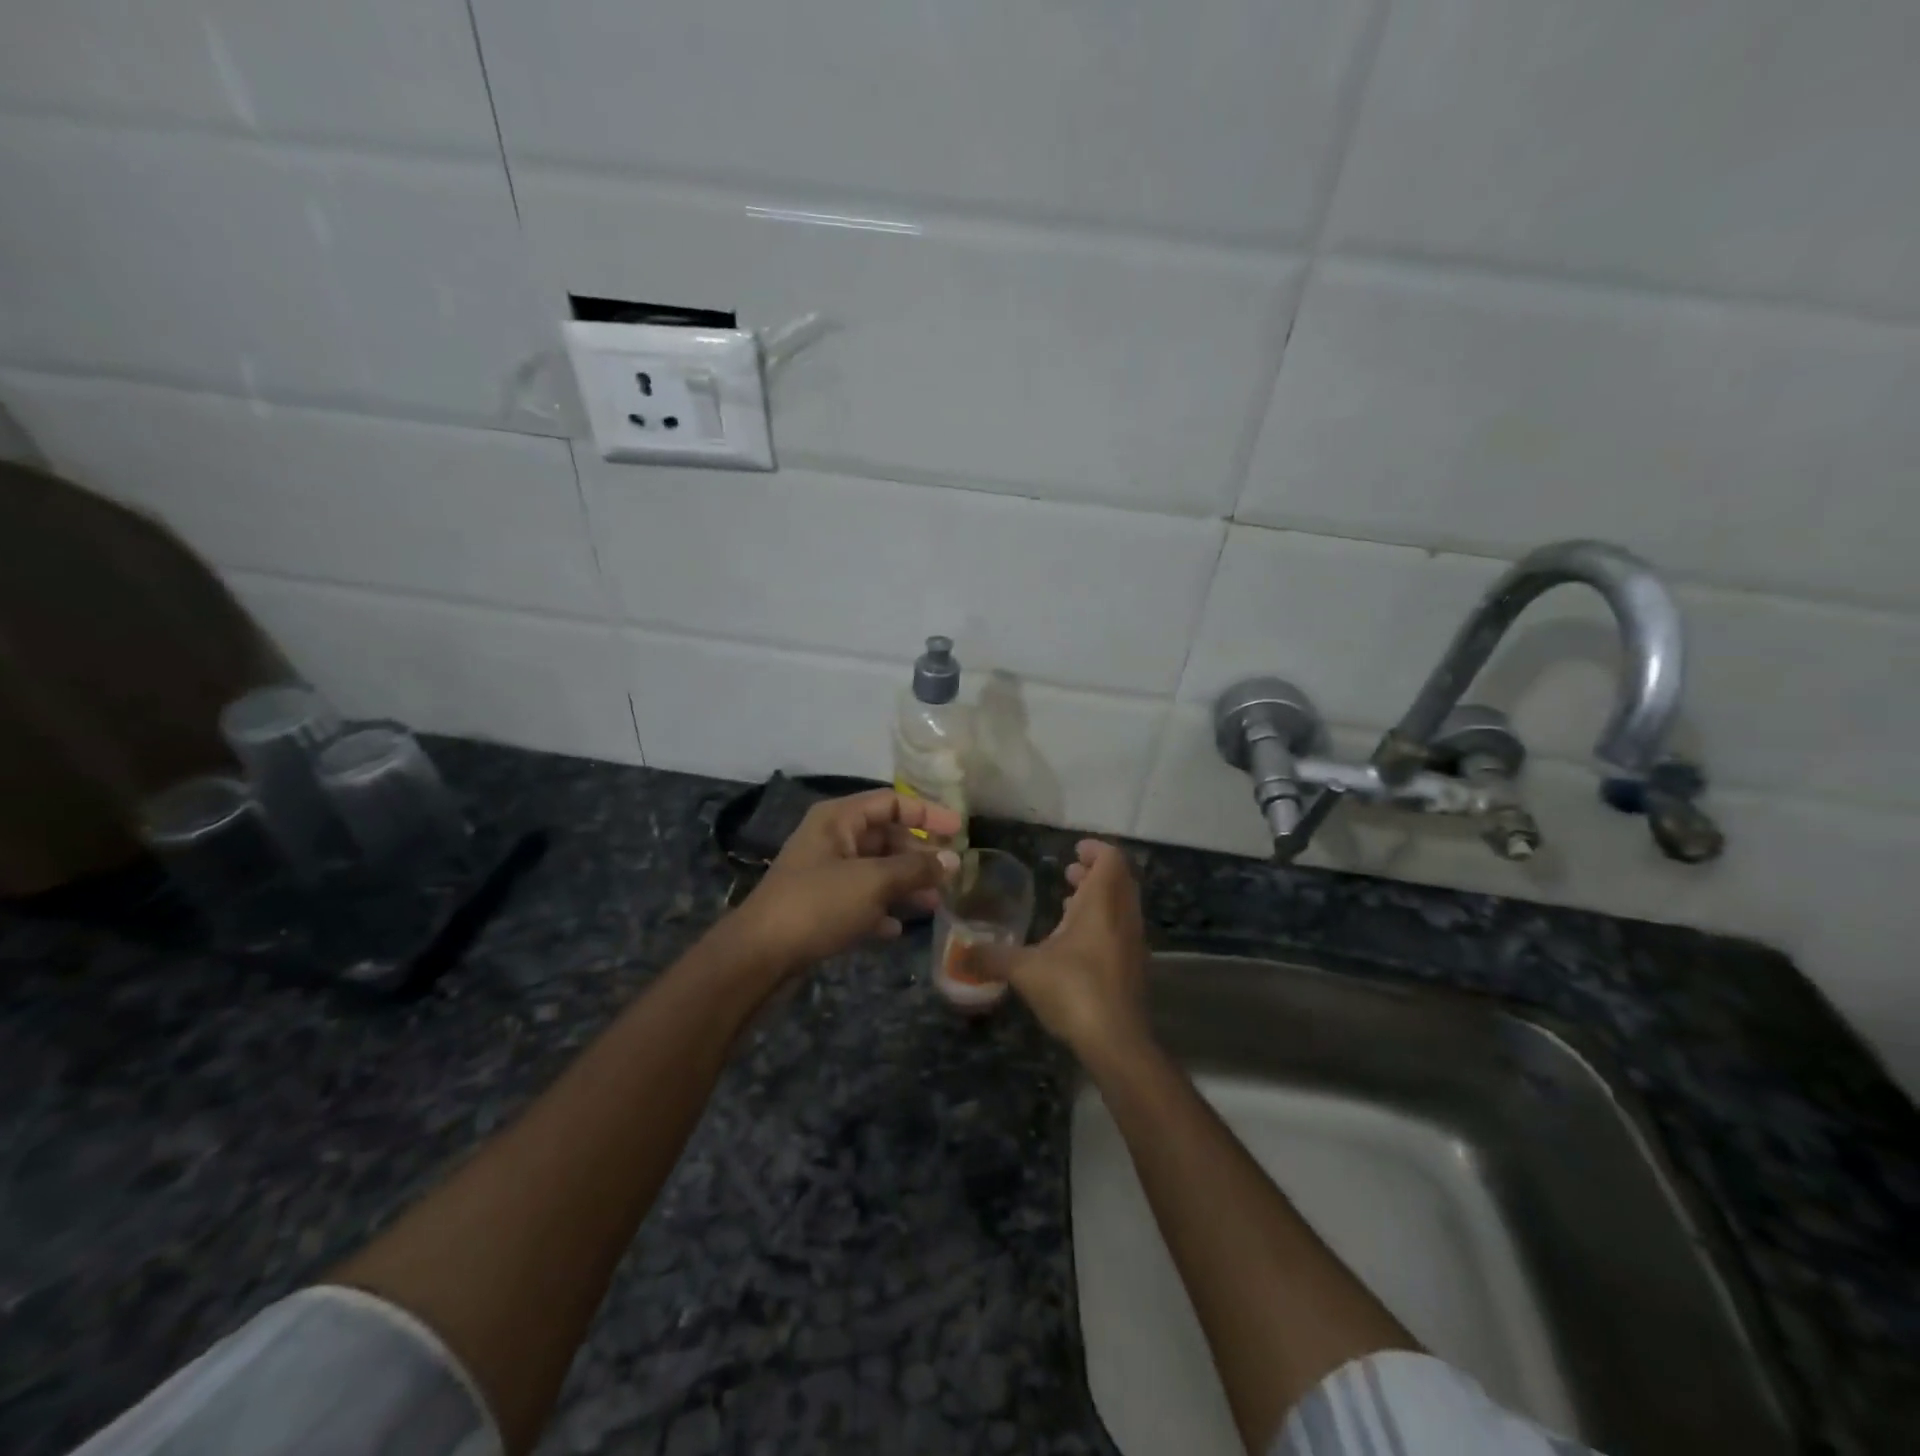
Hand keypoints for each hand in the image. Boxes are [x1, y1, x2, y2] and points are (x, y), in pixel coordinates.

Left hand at [729, 789, 961, 972]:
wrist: (759, 956)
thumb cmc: (818, 904)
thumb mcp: (873, 881)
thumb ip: (916, 868)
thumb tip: (953, 861)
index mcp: (838, 819)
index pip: (891, 802)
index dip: (927, 813)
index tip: (959, 831)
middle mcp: (831, 839)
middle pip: (885, 837)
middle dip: (918, 855)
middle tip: (950, 875)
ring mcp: (823, 873)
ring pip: (875, 870)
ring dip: (904, 884)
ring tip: (933, 904)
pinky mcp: (819, 906)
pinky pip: (860, 899)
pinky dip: (880, 909)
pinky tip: (896, 928)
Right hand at [992, 840, 1152, 1065]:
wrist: (1117, 1042)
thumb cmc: (1073, 990)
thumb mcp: (1024, 970)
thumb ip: (992, 957)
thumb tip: (959, 953)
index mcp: (1101, 904)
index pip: (1110, 859)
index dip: (1094, 849)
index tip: (1074, 850)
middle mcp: (1123, 916)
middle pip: (1119, 879)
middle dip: (1094, 872)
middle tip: (1068, 871)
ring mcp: (1133, 943)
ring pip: (1122, 906)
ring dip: (1100, 898)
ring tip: (1068, 903)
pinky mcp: (1134, 968)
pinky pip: (1121, 930)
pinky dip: (1104, 923)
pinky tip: (1076, 943)